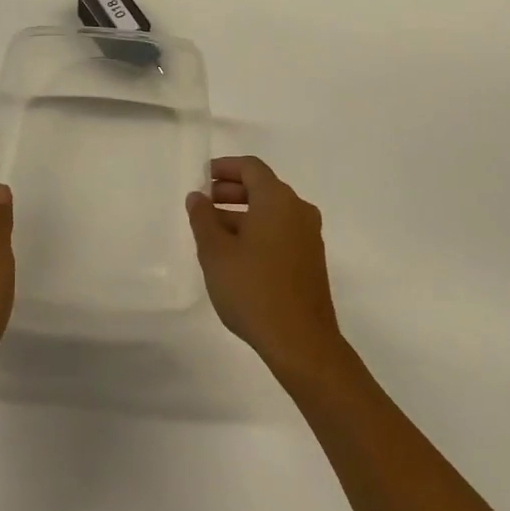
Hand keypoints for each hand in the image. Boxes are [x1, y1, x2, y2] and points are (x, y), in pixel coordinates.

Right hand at [187, 156, 346, 380]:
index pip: (251, 168)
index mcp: (277, 200)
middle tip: (205, 202)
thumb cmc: (253, 289)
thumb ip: (203, 219)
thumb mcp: (215, 252)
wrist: (301, 342)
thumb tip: (198, 197)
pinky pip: (281, 230)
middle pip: (263, 187)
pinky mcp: (311, 260)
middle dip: (232, 191)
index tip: (203, 176)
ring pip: (272, 211)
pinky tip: (237, 253)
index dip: (225, 167)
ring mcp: (308, 236)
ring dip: (243, 213)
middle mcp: (298, 210)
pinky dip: (258, 230)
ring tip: (214, 231)